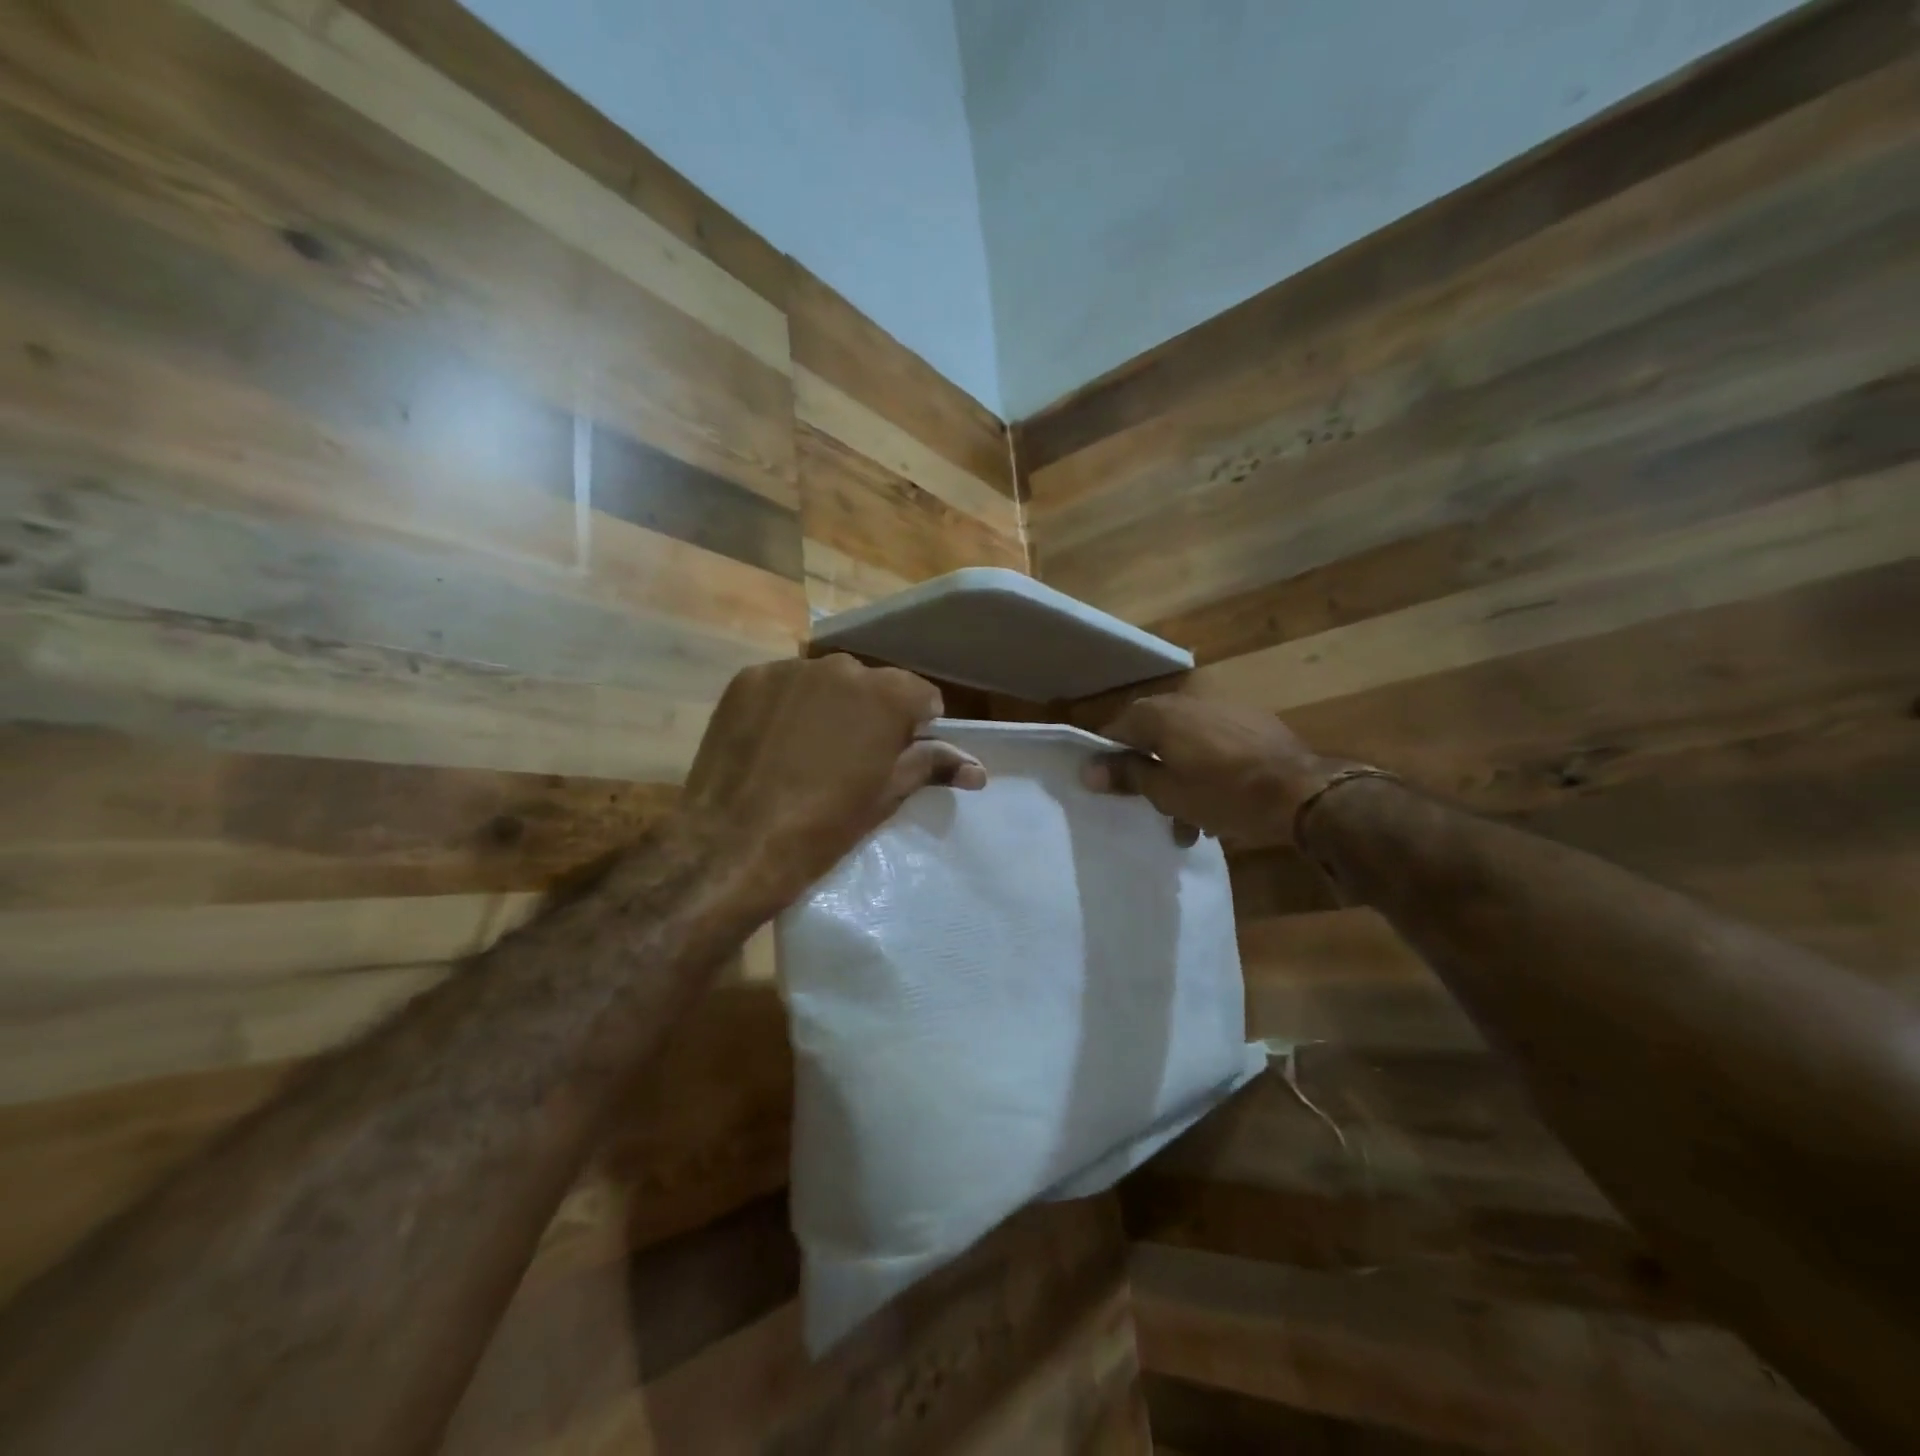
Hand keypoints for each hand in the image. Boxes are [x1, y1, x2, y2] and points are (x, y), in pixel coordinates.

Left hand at [680, 654, 984, 909]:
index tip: (900, 755)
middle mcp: (842, 667)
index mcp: (887, 694)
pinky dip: (785, 707)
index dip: (917, 726)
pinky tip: (773, 744)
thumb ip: (932, 767)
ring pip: (825, 682)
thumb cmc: (824, 826)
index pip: (921, 696)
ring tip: (808, 751)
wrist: (734, 844)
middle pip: (871, 684)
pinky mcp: (747, 679)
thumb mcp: (886, 796)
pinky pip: (783, 686)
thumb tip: (978, 769)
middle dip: (870, 713)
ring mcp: (789, 670)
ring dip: (827, 706)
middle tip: (853, 758)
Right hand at [1083, 695, 1338, 843]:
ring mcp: (1221, 708)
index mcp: (1158, 714)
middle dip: (1149, 773)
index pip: (1114, 732)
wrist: (1302, 790)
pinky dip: (1207, 768)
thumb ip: (1126, 775)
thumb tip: (1087, 769)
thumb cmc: (1224, 794)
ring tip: (1190, 821)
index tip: (1111, 791)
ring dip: (1179, 777)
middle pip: (1151, 737)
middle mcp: (1185, 701)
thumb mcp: (1166, 792)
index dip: (1108, 762)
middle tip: (1151, 808)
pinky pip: (1213, 744)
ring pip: (1183, 744)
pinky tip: (1219, 801)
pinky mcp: (1250, 721)